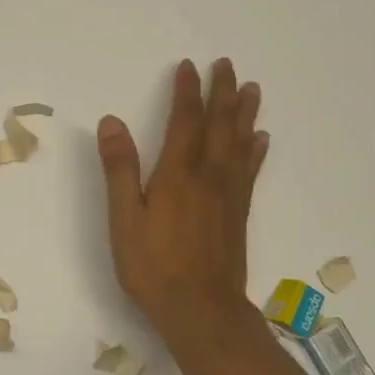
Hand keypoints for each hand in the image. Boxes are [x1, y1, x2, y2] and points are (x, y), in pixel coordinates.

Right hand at [97, 58, 268, 346]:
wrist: (202, 310)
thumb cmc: (154, 267)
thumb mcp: (125, 219)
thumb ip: (120, 169)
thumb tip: (112, 121)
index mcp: (179, 173)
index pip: (185, 120)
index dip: (187, 91)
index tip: (188, 67)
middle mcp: (210, 176)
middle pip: (219, 124)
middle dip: (222, 92)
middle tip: (226, 65)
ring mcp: (229, 194)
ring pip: (240, 142)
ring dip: (245, 113)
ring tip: (251, 89)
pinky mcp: (239, 213)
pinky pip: (251, 171)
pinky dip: (257, 150)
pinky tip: (262, 139)